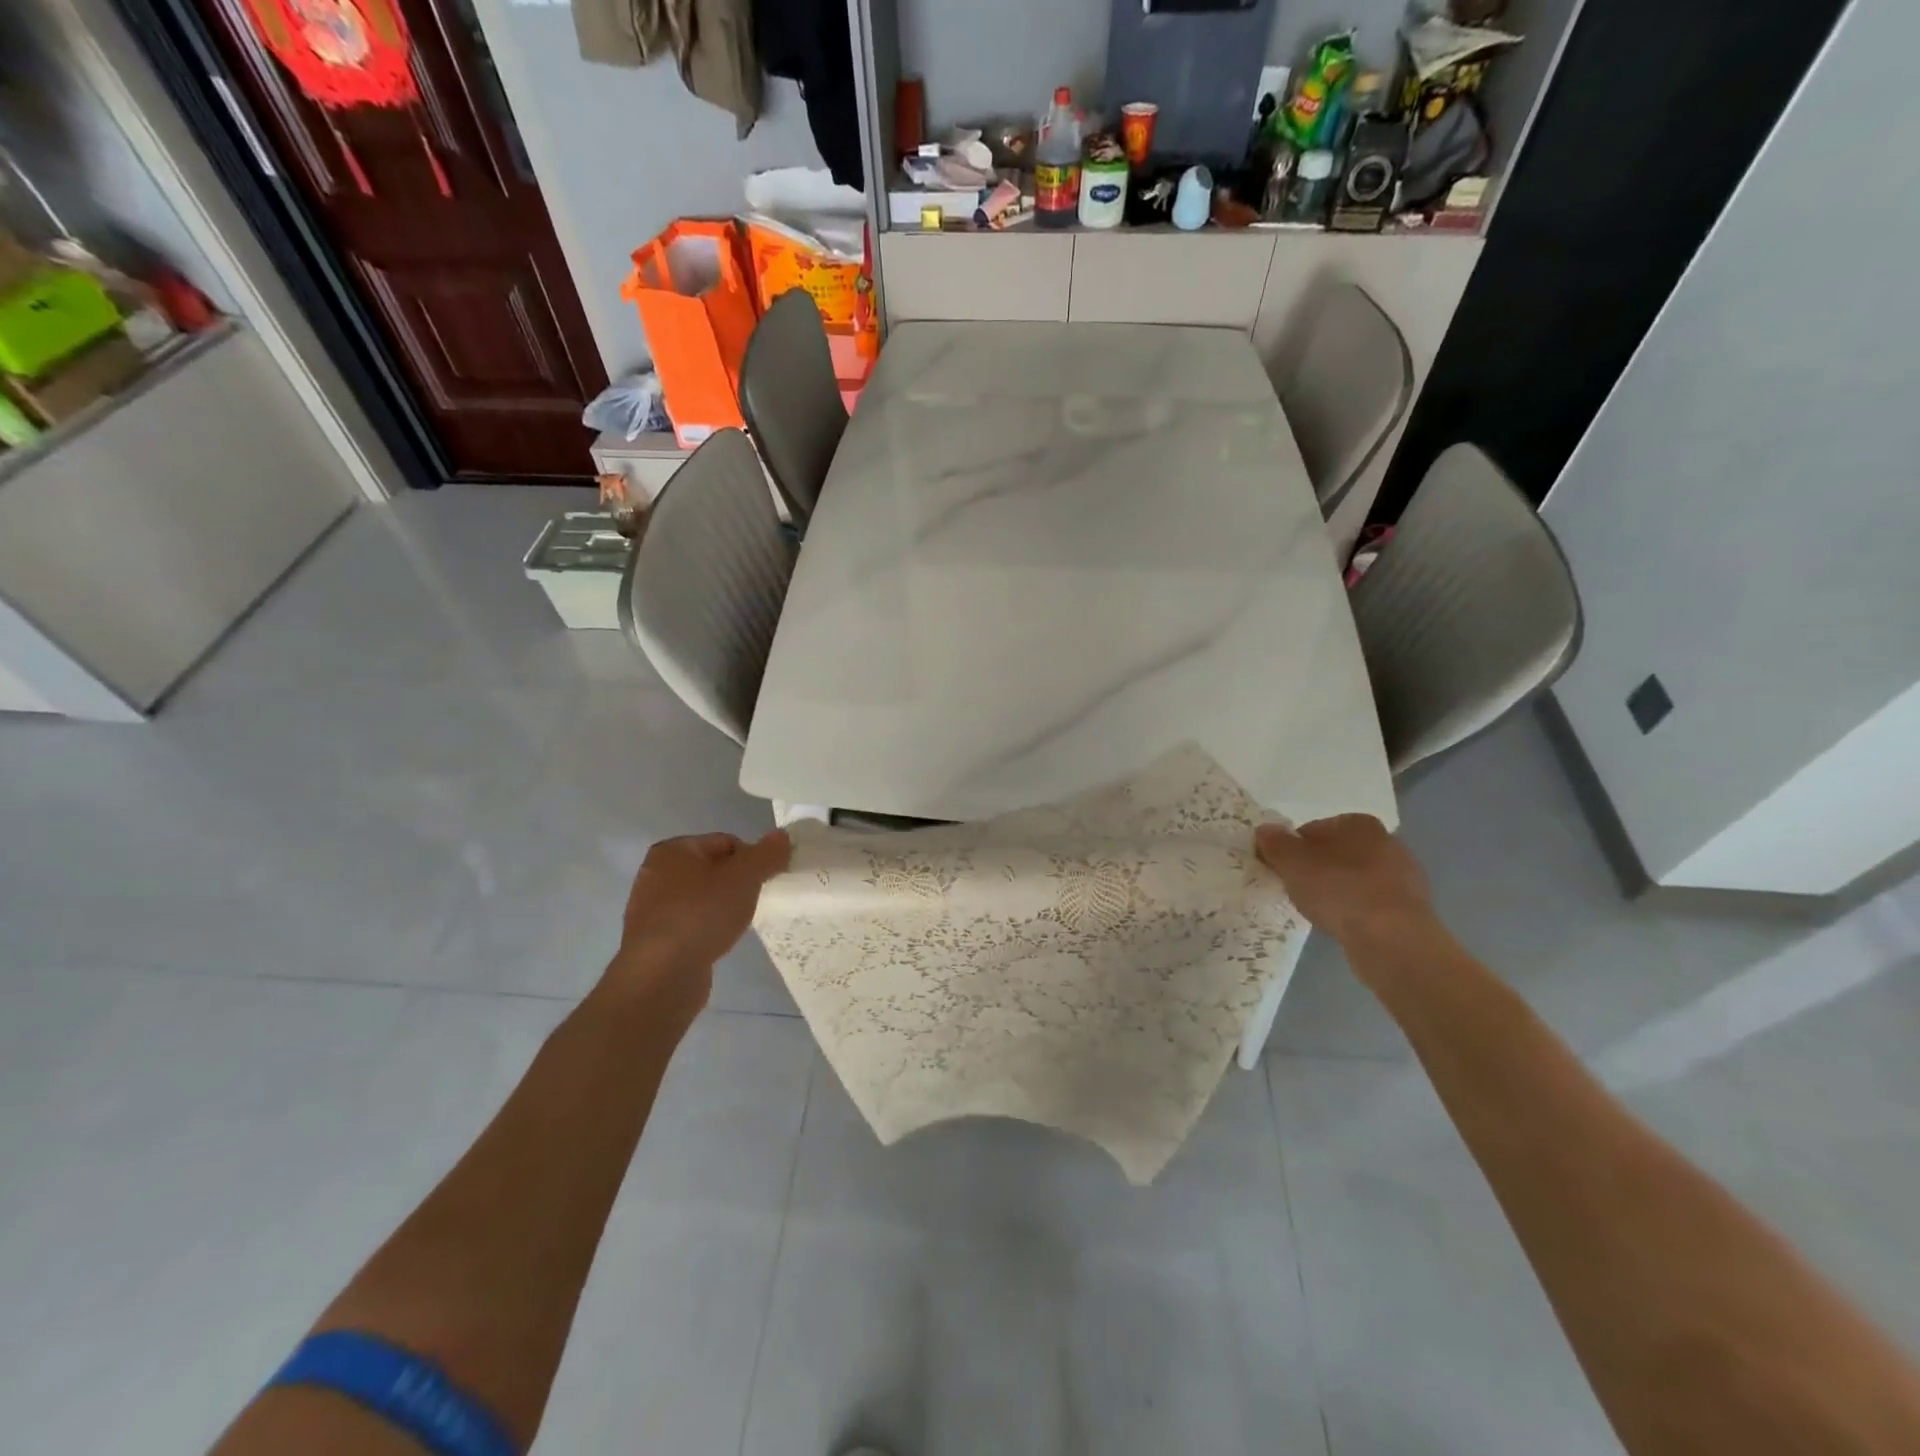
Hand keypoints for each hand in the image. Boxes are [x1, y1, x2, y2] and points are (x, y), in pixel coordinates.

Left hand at [600, 830, 791, 1020]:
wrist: (661, 976)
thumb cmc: (702, 915)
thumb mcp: (744, 878)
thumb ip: (766, 854)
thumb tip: (782, 836)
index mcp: (673, 850)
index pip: (726, 842)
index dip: (751, 859)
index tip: (764, 882)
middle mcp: (655, 873)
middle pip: (713, 869)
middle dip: (737, 884)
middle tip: (752, 903)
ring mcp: (650, 908)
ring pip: (702, 898)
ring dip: (723, 908)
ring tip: (736, 925)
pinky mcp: (654, 939)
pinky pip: (691, 923)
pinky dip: (707, 928)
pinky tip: (717, 942)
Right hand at [1254, 815, 1435, 948]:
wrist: (1392, 940)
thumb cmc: (1338, 890)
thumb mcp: (1291, 862)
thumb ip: (1274, 843)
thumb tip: (1266, 830)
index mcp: (1358, 823)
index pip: (1312, 829)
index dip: (1292, 850)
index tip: (1282, 871)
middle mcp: (1387, 841)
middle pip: (1336, 852)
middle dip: (1317, 868)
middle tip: (1298, 891)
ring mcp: (1405, 874)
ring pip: (1356, 877)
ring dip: (1338, 890)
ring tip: (1321, 912)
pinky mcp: (1412, 906)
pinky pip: (1372, 902)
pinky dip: (1357, 909)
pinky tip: (1345, 925)